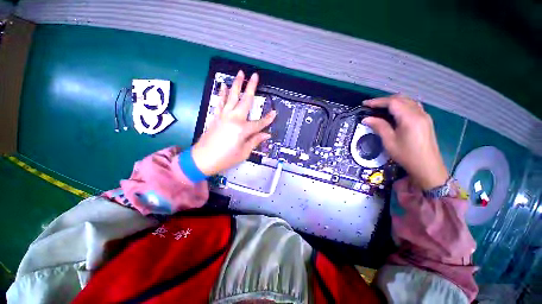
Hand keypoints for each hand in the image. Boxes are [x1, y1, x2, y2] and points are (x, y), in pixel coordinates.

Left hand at [192, 70, 276, 175]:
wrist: (202, 159)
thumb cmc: (225, 158)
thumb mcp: (244, 152)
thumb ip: (255, 141)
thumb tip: (266, 134)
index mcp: (243, 129)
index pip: (259, 123)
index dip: (268, 119)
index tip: (274, 113)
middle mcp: (234, 119)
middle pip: (245, 101)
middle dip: (251, 87)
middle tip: (255, 76)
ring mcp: (224, 116)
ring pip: (232, 97)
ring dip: (237, 84)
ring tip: (240, 74)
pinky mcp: (216, 116)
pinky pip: (220, 102)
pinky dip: (223, 93)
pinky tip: (224, 86)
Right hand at [362, 95, 447, 189]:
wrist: (427, 167)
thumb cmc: (406, 155)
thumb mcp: (389, 141)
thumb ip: (379, 126)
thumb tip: (366, 119)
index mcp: (409, 117)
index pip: (392, 102)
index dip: (377, 101)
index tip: (365, 104)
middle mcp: (419, 113)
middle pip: (401, 99)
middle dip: (384, 100)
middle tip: (371, 106)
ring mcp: (424, 116)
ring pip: (408, 101)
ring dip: (393, 101)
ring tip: (381, 107)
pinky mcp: (426, 120)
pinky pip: (413, 106)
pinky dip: (402, 105)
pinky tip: (396, 111)